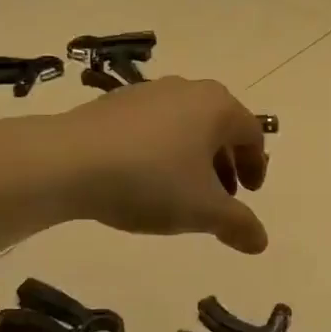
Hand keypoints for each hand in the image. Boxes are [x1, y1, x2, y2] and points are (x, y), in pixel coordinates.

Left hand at [55, 78, 269, 253]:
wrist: (69, 161)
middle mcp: (188, 90)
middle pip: (219, 127)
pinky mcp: (115, 102)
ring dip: (193, 158)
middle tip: (220, 197)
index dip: (256, 166)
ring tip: (180, 192)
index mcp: (217, 107)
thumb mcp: (202, 210)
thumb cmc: (150, 180)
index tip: (249, 194)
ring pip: (185, 126)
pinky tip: (143, 179)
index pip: (252, 134)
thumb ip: (237, 224)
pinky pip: (153, 126)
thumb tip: (261, 241)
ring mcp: (149, 92)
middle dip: (224, 163)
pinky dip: (162, 150)